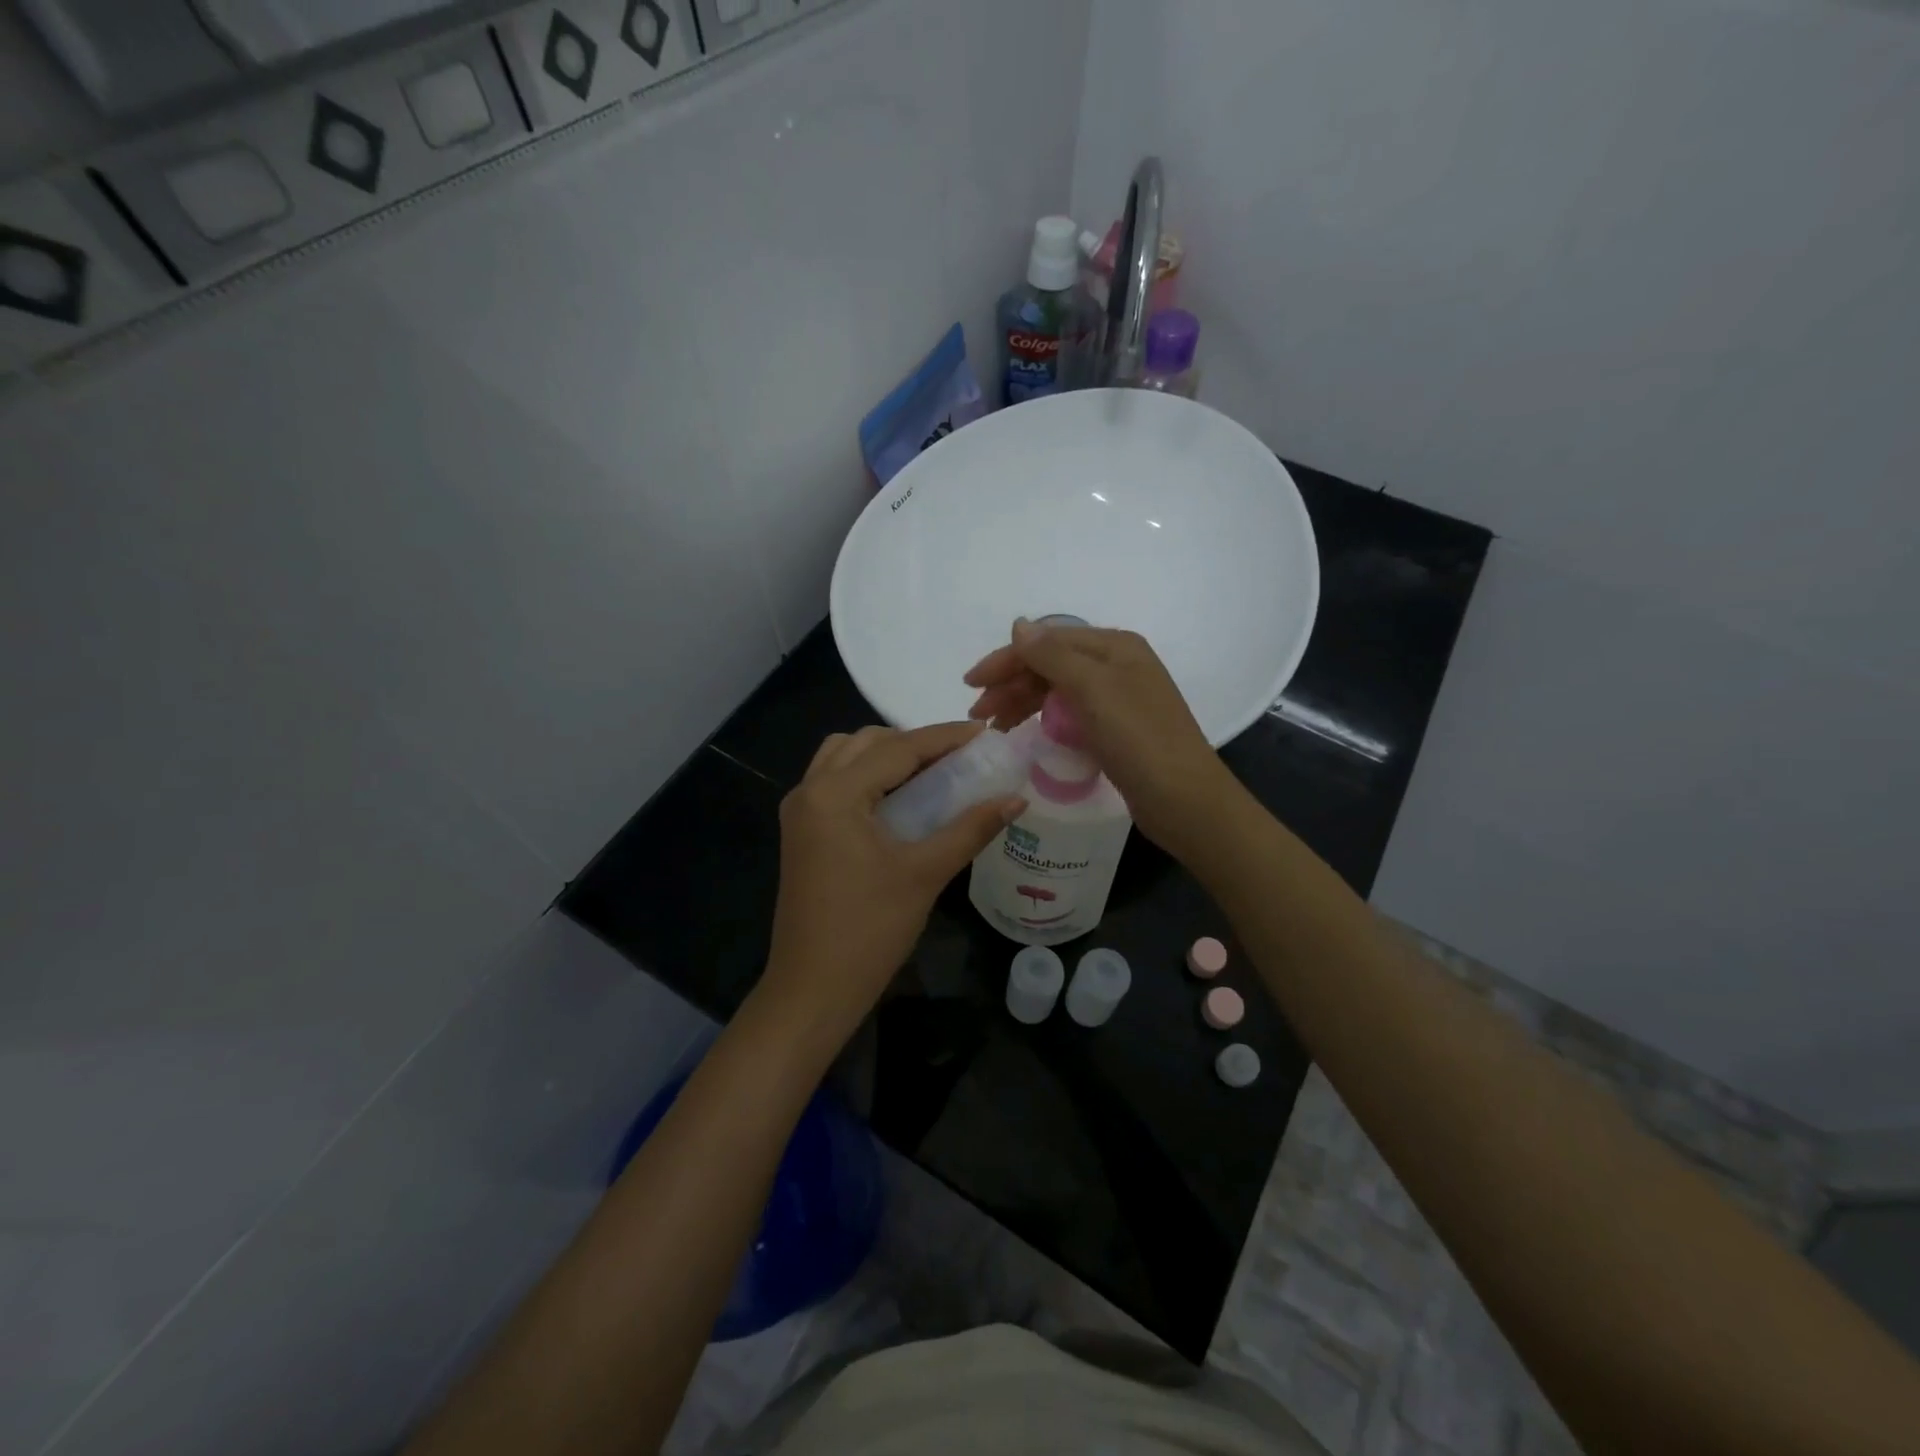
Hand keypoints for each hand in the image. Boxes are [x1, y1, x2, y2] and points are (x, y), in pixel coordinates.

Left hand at [761, 722, 1024, 1043]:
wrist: (812, 989)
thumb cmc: (869, 931)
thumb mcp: (925, 874)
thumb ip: (971, 829)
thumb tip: (1016, 799)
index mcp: (834, 794)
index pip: (898, 749)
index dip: (945, 738)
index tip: (985, 733)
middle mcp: (809, 790)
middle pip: (866, 743)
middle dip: (914, 742)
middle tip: (959, 758)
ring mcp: (799, 811)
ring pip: (845, 757)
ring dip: (886, 756)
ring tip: (930, 774)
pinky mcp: (801, 832)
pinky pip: (834, 782)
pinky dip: (867, 776)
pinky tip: (900, 798)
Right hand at [964, 618, 1234, 853]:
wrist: (1185, 800)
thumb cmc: (1139, 739)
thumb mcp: (1093, 689)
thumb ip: (1052, 655)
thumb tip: (1019, 625)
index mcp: (1114, 646)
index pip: (1048, 641)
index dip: (1006, 658)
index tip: (971, 684)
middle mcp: (1117, 666)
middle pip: (1051, 665)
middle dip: (1011, 684)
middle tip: (978, 714)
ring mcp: (1118, 699)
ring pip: (1057, 691)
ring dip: (1023, 703)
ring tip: (995, 728)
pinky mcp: (1116, 730)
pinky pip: (1070, 715)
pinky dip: (1044, 720)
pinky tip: (1028, 734)